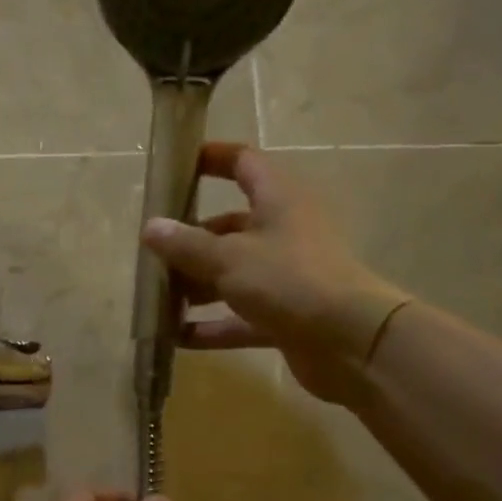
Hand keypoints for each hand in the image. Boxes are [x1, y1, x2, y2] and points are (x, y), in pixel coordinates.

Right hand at [141, 142, 410, 401]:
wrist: (351, 342)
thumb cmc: (288, 280)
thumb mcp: (228, 258)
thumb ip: (186, 244)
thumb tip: (150, 227)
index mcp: (278, 200)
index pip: (244, 163)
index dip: (212, 158)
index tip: (177, 167)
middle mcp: (284, 232)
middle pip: (230, 226)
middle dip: (191, 240)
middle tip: (153, 252)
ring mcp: (286, 276)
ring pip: (233, 273)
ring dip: (196, 286)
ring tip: (157, 298)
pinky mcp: (286, 315)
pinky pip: (240, 317)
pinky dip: (212, 326)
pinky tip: (176, 338)